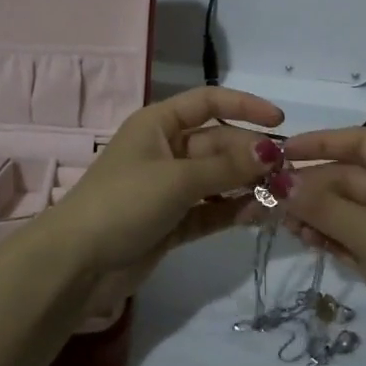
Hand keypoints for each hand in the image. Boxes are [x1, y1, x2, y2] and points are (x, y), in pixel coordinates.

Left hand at [42, 87, 284, 283]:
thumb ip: (227, 167)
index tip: (280, 122)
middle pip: (218, 143)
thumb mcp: (177, 179)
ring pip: (218, 179)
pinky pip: (211, 209)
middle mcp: (166, 150)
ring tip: (282, 196)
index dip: (244, 106)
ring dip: (247, 185)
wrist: (77, 263)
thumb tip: (272, 151)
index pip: (208, 102)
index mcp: (158, 124)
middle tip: (288, 172)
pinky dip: (232, 211)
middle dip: (251, 155)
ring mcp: (169, 188)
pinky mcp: (173, 222)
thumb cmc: (124, 202)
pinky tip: (259, 216)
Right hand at [280, 129, 365, 365]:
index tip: (281, 153)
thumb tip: (280, 182)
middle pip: (348, 176)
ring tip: (283, 224)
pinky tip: (304, 241)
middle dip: (310, 186)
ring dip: (314, 213)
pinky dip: (327, 236)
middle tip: (269, 198)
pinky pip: (349, 235)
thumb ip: (324, 206)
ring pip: (344, 208)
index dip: (320, 143)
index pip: (360, 142)